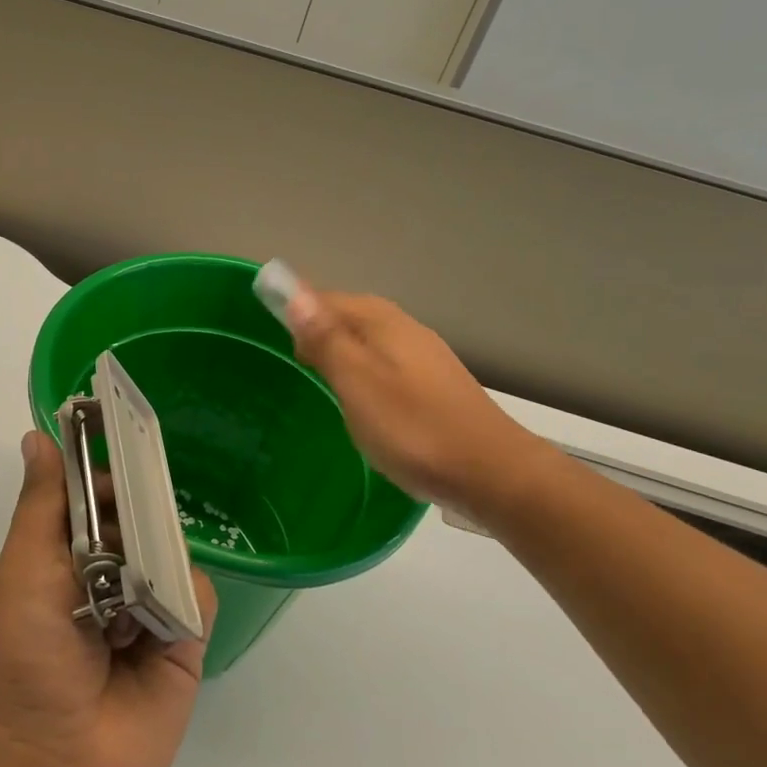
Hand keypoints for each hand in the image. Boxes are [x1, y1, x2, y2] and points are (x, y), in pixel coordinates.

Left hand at [0, 431, 216, 766]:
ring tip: (137, 584)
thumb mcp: (22, 572)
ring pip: (171, 550)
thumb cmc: (23, 662)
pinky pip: (199, 595)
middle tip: (138, 503)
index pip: (90, 498)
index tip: (120, 437)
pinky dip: (184, 599)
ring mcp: (146, 610)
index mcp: (61, 559)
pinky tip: (160, 622)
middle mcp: (106, 578)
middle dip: (139, 508)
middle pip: (137, 518)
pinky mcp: (183, 643)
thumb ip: (41, 506)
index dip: (103, 472)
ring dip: (159, 557)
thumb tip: (37, 436)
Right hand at [283, 283, 544, 510]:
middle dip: (319, 330)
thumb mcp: (358, 383)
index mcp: (382, 322)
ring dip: (343, 353)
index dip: (297, 311)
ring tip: (323, 383)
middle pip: (350, 316)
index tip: (274, 339)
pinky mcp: (436, 384)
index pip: (327, 299)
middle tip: (297, 364)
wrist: (493, 473)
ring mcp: (425, 356)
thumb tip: (295, 293)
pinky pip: (387, 364)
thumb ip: (327, 339)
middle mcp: (405, 328)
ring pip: (369, 341)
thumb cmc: (414, 428)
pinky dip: (366, 374)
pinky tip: (363, 403)